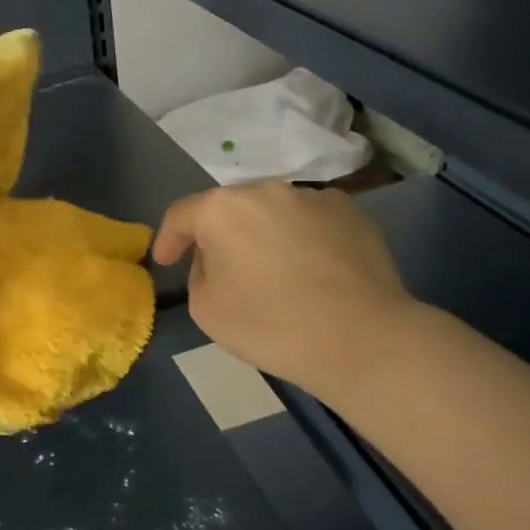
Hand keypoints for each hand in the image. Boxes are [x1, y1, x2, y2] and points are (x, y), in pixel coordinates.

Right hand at [153, 180, 414, 395]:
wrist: (363, 339)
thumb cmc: (271, 325)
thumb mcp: (206, 309)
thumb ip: (198, 273)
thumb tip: (217, 259)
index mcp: (221, 209)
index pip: (181, 215)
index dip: (168, 239)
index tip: (165, 263)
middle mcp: (265, 190)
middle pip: (228, 209)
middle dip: (219, 235)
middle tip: (220, 269)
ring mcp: (312, 197)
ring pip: (272, 213)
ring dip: (262, 234)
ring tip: (272, 271)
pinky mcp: (351, 213)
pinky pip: (310, 221)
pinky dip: (301, 239)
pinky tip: (311, 271)